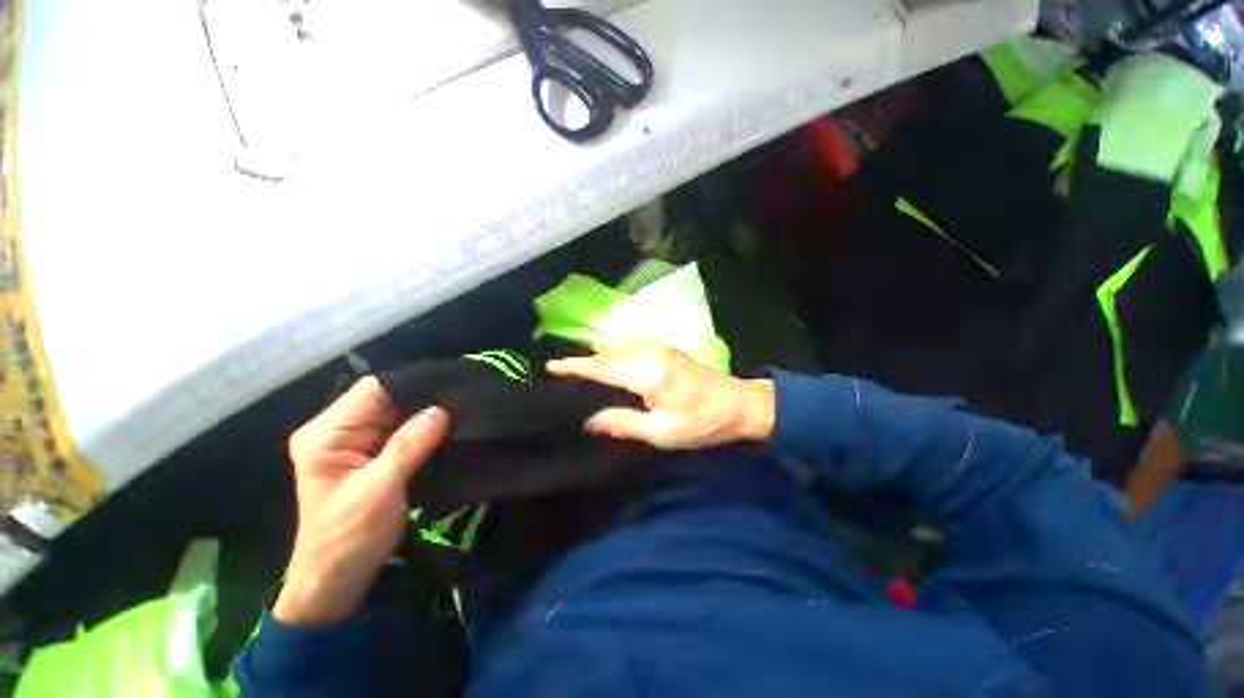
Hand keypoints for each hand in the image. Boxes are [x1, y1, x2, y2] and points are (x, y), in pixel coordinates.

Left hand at [274, 377, 448, 627]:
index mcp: (327, 434)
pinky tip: (451, 427)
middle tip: (463, 396)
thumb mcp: (377, 490)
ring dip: (429, 414)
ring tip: (463, 408)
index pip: (372, 390)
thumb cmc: (347, 538)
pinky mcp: (376, 455)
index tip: (450, 384)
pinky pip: (406, 432)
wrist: (338, 580)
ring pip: (401, 414)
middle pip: (388, 400)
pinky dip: (427, 430)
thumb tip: (440, 410)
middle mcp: (341, 431)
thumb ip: (407, 447)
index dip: (411, 384)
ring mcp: (359, 443)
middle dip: (424, 398)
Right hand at [547, 340, 774, 449]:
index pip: (601, 368)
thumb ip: (623, 423)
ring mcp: (658, 347)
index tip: (550, 366)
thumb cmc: (702, 422)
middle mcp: (649, 353)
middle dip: (583, 363)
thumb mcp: (662, 432)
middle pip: (606, 355)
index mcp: (647, 373)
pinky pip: (629, 346)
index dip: (575, 367)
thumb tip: (589, 420)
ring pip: (617, 348)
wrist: (738, 403)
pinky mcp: (664, 348)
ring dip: (598, 358)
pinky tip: (610, 366)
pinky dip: (613, 354)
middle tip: (562, 377)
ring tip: (581, 374)